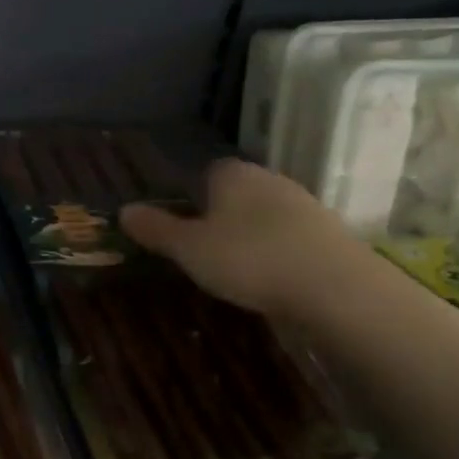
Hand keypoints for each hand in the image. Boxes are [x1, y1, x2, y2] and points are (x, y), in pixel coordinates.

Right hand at [120, 159, 354, 317]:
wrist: (335, 287)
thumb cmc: (248, 258)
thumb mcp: (189, 249)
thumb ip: (156, 229)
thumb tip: (123, 210)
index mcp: (232, 174)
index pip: (206, 171)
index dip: (192, 196)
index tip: (183, 226)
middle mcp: (269, 179)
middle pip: (237, 192)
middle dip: (221, 215)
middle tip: (204, 250)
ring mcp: (304, 204)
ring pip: (266, 215)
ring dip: (252, 235)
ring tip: (238, 269)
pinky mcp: (330, 234)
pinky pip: (291, 237)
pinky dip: (279, 252)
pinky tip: (272, 278)